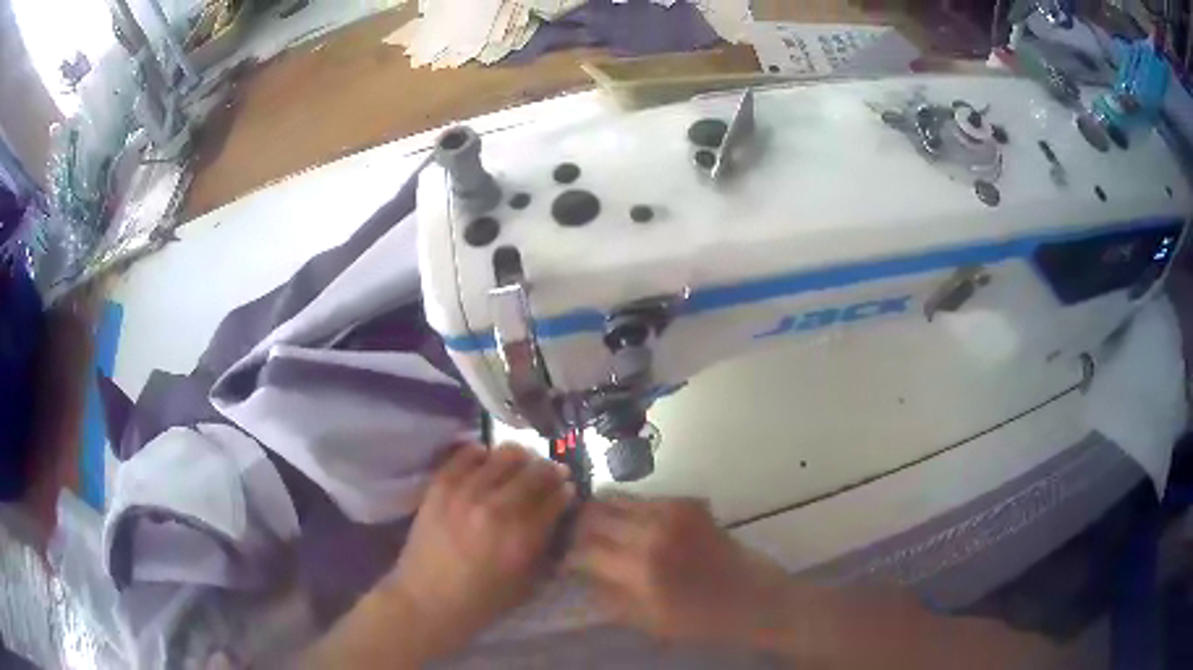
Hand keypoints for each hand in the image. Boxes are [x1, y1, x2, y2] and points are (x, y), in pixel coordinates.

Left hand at [385, 443, 574, 655]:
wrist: (427, 599)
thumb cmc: (481, 600)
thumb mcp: (526, 582)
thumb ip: (543, 546)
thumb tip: (555, 517)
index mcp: (523, 537)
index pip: (555, 499)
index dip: (565, 491)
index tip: (567, 489)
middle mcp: (498, 508)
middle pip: (535, 472)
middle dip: (549, 470)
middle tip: (550, 472)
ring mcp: (467, 493)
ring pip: (504, 456)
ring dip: (520, 457)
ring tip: (521, 463)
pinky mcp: (441, 485)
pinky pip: (467, 454)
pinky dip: (482, 453)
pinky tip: (487, 459)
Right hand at [567, 495, 792, 646]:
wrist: (752, 597)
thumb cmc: (700, 619)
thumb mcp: (647, 621)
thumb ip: (607, 595)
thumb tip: (577, 573)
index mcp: (639, 569)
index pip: (583, 550)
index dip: (568, 555)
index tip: (564, 561)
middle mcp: (651, 532)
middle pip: (594, 514)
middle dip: (578, 527)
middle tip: (576, 541)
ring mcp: (671, 511)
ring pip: (615, 498)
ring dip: (601, 514)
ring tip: (600, 531)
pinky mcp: (687, 502)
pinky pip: (643, 498)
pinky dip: (629, 510)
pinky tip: (634, 529)